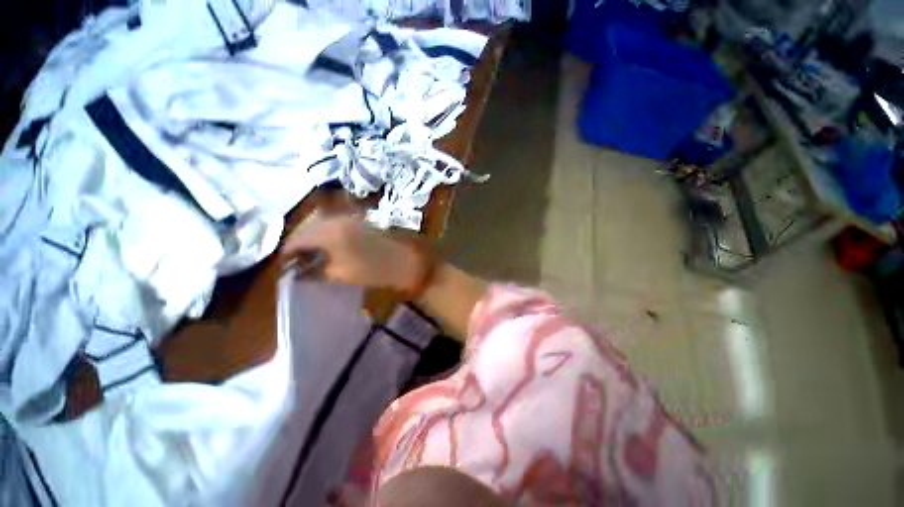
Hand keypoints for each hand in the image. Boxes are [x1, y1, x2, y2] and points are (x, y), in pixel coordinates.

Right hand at [281, 214, 420, 290]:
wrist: (412, 261)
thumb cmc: (378, 271)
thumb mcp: (342, 275)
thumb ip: (315, 272)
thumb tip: (297, 272)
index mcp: (330, 230)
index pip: (297, 238)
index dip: (288, 252)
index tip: (285, 265)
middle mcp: (338, 217)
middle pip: (308, 226)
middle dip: (300, 243)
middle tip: (299, 260)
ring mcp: (352, 215)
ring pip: (323, 223)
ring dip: (315, 237)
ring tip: (314, 255)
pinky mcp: (363, 218)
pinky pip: (338, 223)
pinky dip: (330, 233)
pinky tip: (332, 246)